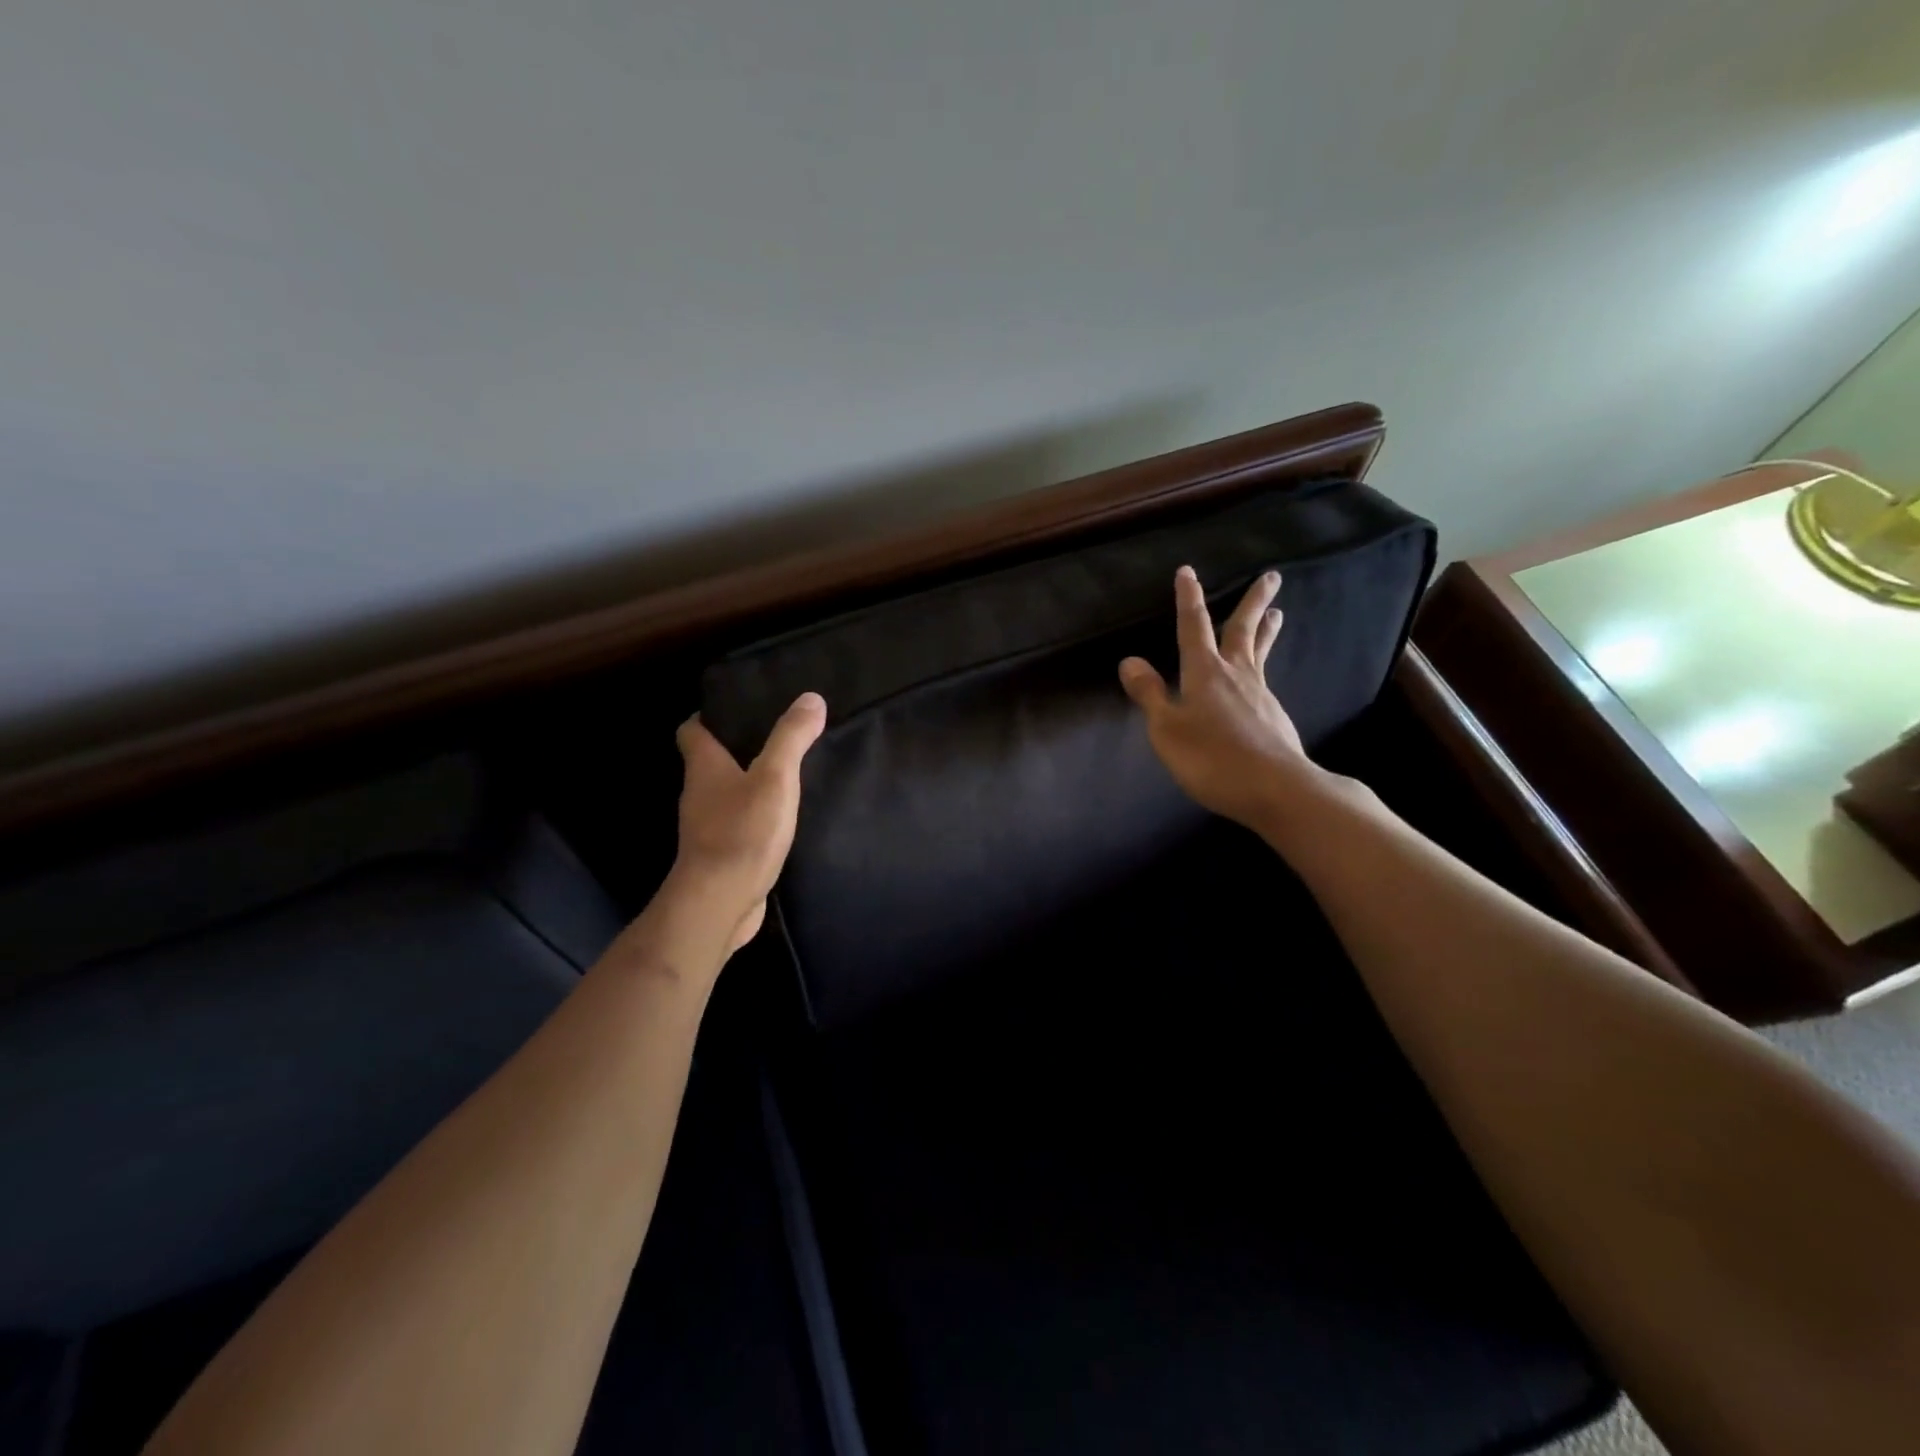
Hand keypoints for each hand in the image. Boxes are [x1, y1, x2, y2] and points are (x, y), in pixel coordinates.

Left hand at [670, 692, 826, 953]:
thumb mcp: (775, 777)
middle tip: (773, 734)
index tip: (736, 707)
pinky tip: (781, 817)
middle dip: (736, 747)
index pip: (692, 730)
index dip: (709, 716)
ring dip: (747, 782)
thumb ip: (791, 738)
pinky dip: (754, 815)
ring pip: (725, 794)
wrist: (720, 902)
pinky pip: (737, 824)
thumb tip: (810, 698)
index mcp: (704, 767)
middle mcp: (698, 794)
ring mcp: (707, 827)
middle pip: (709, 761)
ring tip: (784, 772)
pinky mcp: (721, 854)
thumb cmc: (743, 832)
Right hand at [1118, 567, 1323, 831]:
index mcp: (1205, 672)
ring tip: (1277, 614)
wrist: (1276, 788)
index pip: (1193, 626)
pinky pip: (1264, 680)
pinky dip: (1262, 667)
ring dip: (1266, 630)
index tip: (1188, 572)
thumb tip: (1130, 660)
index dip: (1188, 599)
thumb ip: (1150, 694)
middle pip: (1243, 630)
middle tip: (1272, 576)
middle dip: (1253, 601)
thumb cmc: (1212, 758)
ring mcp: (1259, 694)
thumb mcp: (1167, 729)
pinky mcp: (1274, 716)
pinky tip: (1259, 679)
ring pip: (1260, 653)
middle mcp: (1236, 675)